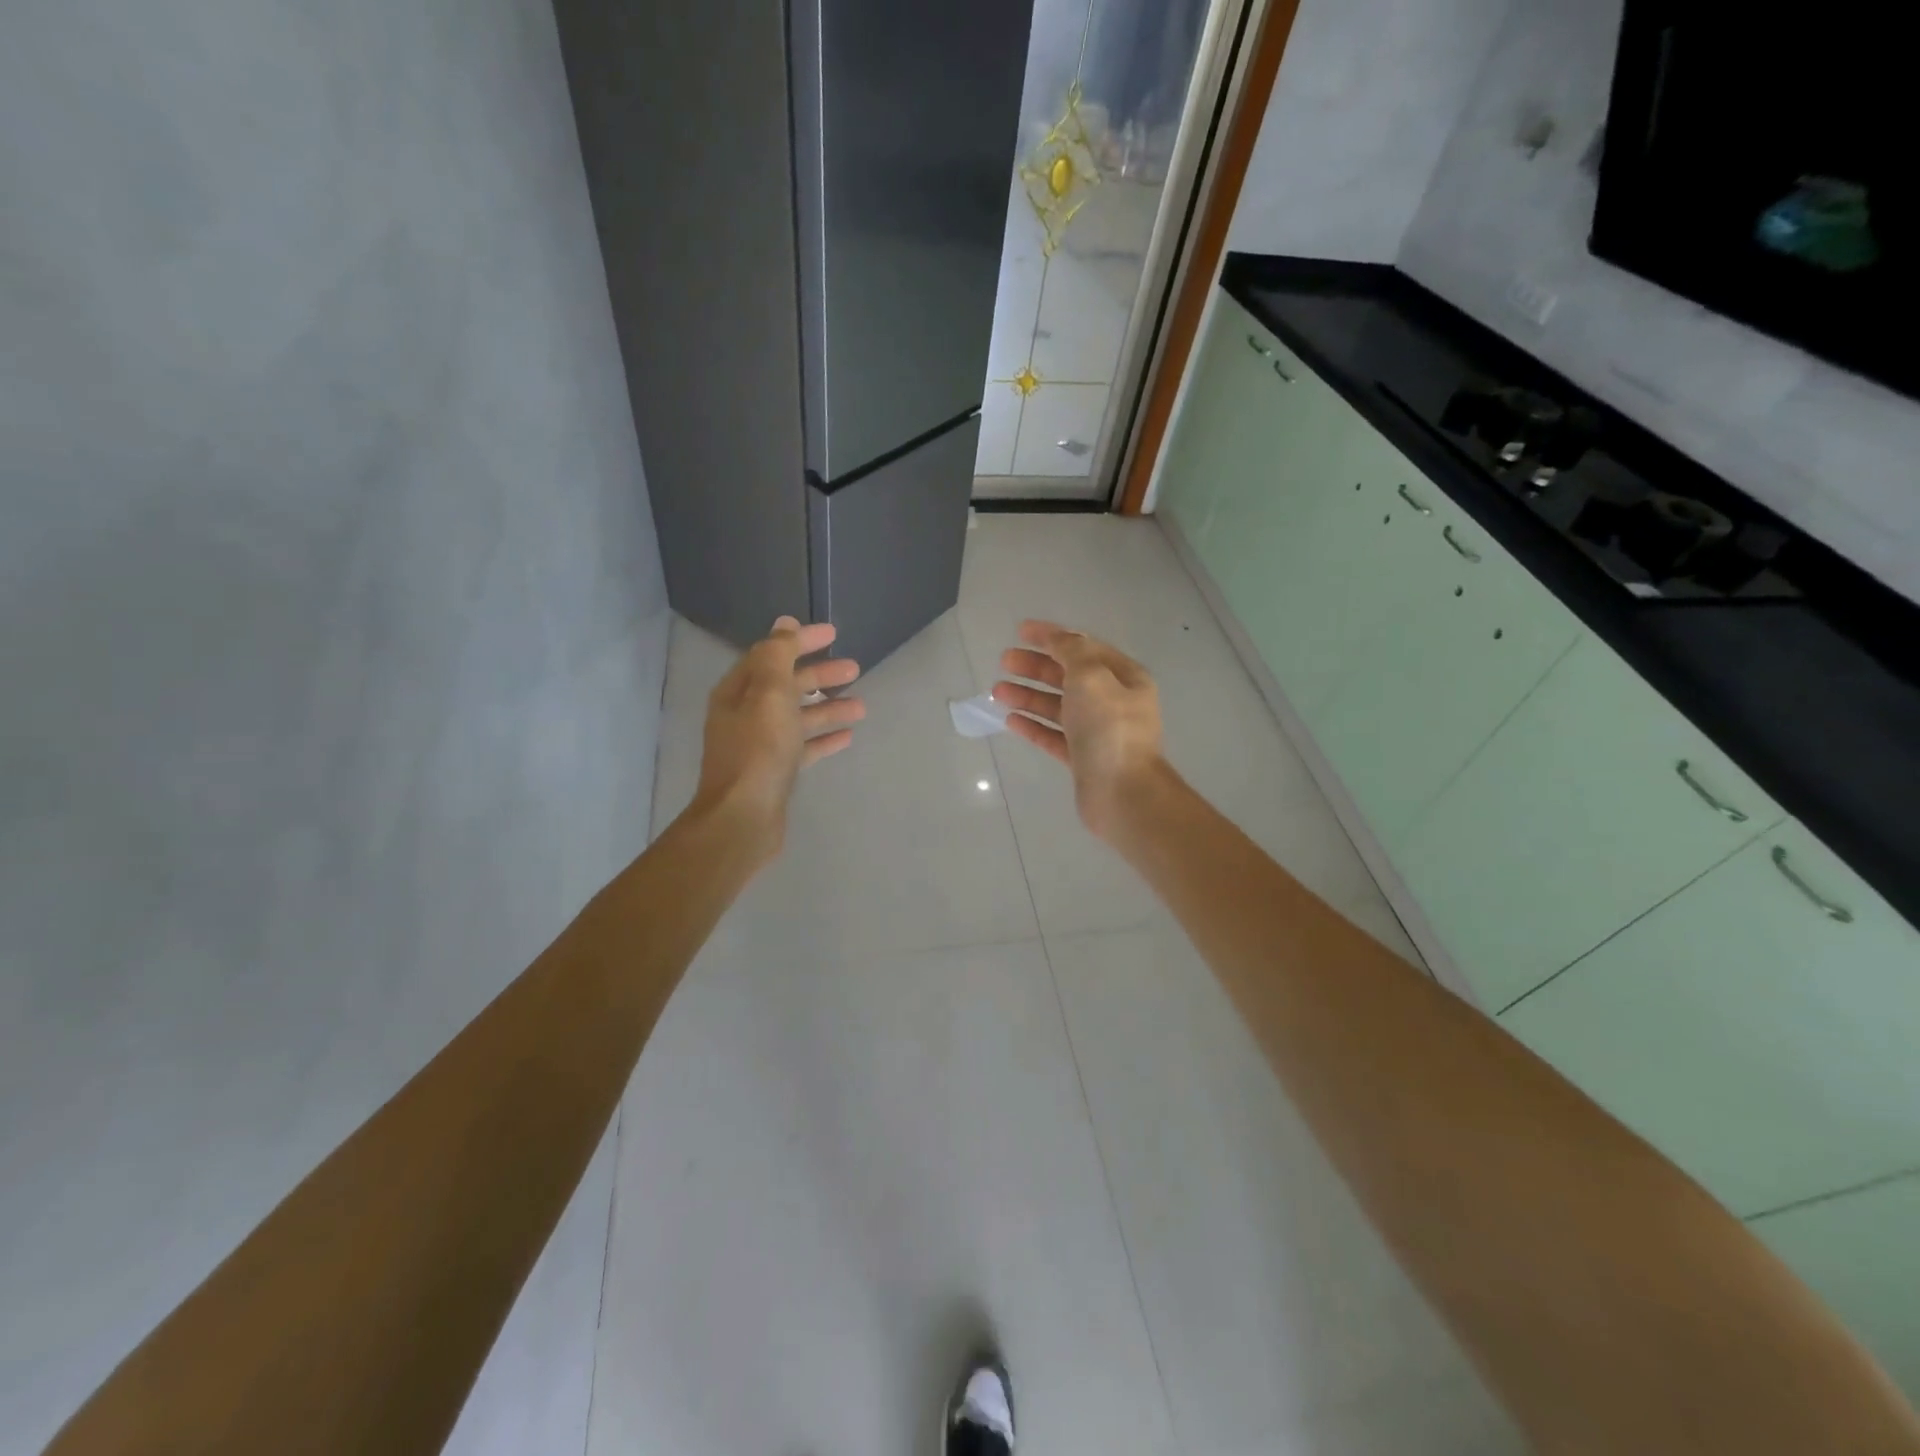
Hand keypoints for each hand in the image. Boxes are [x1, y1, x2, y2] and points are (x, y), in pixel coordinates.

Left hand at [692, 617, 864, 857]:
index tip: (834, 634)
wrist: (743, 818)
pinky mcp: (775, 771)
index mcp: (739, 691)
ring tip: (861, 706)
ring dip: (828, 707)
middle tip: (855, 669)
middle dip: (820, 675)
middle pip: (787, 685)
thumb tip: (784, 624)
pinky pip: (803, 746)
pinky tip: (848, 737)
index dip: (802, 641)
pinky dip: (824, 738)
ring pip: (799, 716)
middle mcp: (746, 714)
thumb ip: (777, 656)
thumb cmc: (758, 751)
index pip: (772, 654)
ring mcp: (760, 745)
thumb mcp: (768, 694)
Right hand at [992, 620, 1165, 838]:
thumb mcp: (1091, 676)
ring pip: (1057, 706)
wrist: (1122, 792)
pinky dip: (1033, 725)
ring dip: (1028, 696)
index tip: (1020, 630)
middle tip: (1004, 661)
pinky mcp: (1082, 759)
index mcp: (1123, 677)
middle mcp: (1113, 702)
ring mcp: (1098, 732)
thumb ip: (1072, 652)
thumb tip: (1059, 640)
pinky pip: (1054, 736)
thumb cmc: (1108, 728)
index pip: (1084, 647)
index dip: (1052, 636)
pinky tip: (1010, 720)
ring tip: (997, 691)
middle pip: (1068, 676)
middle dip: (1036, 666)